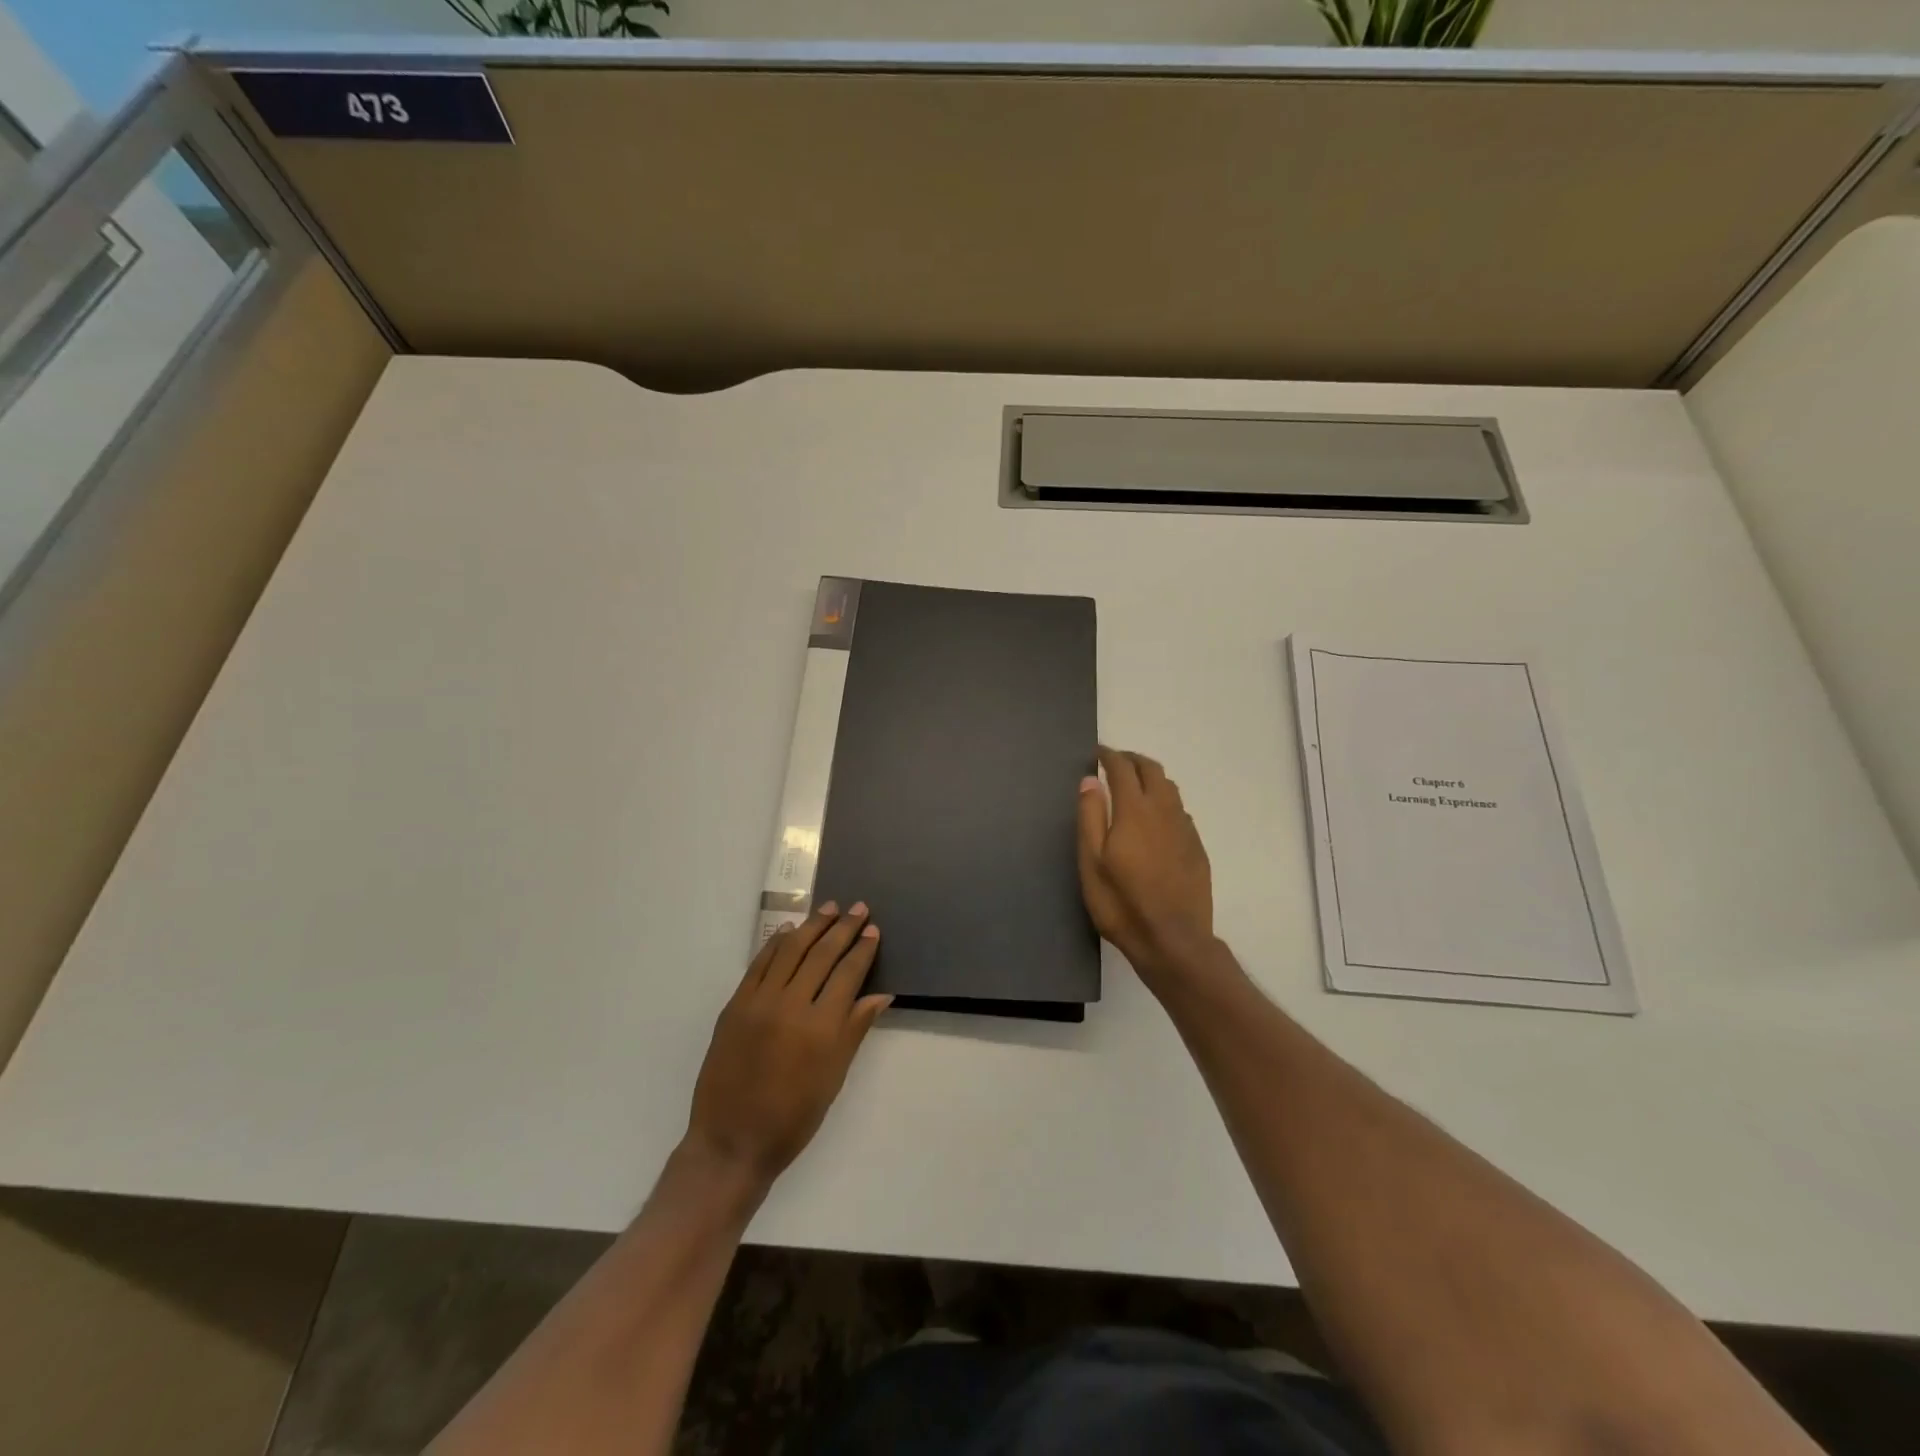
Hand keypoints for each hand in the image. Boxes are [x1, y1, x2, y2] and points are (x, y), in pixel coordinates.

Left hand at [684, 903, 891, 1191]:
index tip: (873, 929)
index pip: (847, 974)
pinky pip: (759, 964)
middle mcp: (791, 1006)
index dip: (862, 949)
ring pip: (790, 951)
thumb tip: (881, 995)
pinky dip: (776, 944)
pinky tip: (790, 931)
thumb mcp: (833, 1077)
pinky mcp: (735, 1005)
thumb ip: (855, 1029)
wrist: (732, 1141)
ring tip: (828, 908)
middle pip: (822, 954)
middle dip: (843, 928)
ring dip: (812, 926)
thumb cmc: (793, 1118)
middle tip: (858, 908)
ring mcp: (759, 1002)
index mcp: (821, 1028)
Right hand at [1078, 746, 1215, 985]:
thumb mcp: (1091, 862)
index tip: (1097, 752)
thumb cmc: (1122, 904)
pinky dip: (1165, 800)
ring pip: (1170, 788)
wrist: (1173, 940)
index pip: (1123, 769)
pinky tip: (1156, 817)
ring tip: (1135, 783)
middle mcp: (1164, 811)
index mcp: (1135, 811)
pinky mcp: (1196, 847)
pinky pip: (1180, 810)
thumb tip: (1090, 780)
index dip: (1109, 756)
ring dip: (1151, 777)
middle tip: (1115, 761)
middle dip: (1133, 759)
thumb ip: (1091, 817)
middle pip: (1152, 770)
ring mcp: (1184, 829)